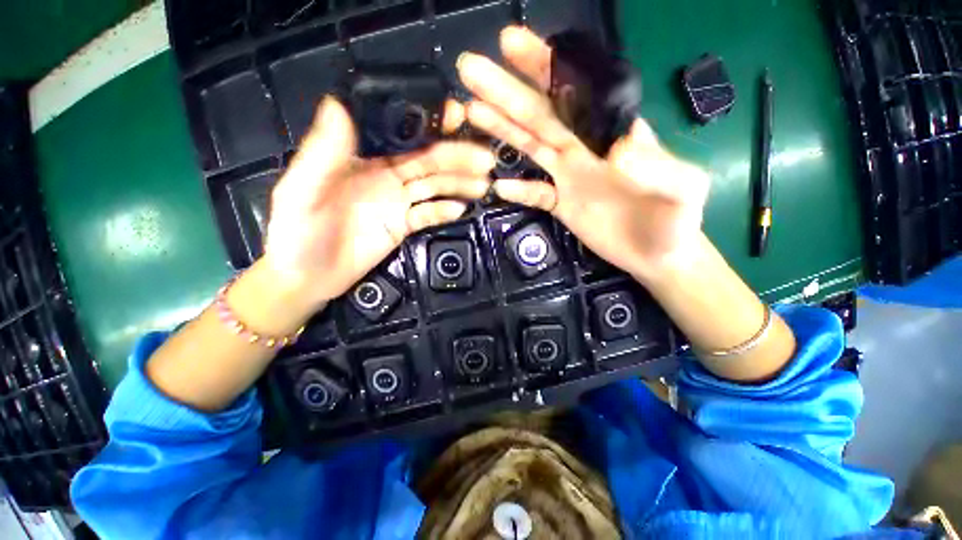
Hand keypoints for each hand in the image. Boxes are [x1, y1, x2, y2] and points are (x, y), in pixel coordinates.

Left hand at [262, 97, 494, 308]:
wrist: (308, 277)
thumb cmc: (297, 233)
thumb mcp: (301, 191)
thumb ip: (322, 153)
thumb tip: (338, 103)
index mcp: (361, 158)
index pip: (399, 134)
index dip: (428, 125)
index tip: (457, 117)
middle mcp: (385, 175)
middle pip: (426, 161)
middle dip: (457, 157)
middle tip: (486, 158)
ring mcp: (397, 202)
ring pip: (434, 186)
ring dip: (459, 183)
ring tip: (483, 184)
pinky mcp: (403, 225)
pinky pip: (429, 214)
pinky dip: (445, 211)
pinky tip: (461, 209)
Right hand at [457, 27, 709, 282]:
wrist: (657, 254)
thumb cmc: (675, 220)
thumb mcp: (682, 191)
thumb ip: (658, 168)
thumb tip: (616, 150)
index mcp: (611, 133)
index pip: (575, 91)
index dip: (545, 67)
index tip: (511, 44)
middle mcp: (583, 148)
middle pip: (540, 114)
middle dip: (506, 91)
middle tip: (471, 70)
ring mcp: (568, 176)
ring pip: (530, 146)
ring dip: (501, 129)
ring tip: (471, 112)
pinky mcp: (560, 203)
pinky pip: (534, 194)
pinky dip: (517, 190)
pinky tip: (498, 186)